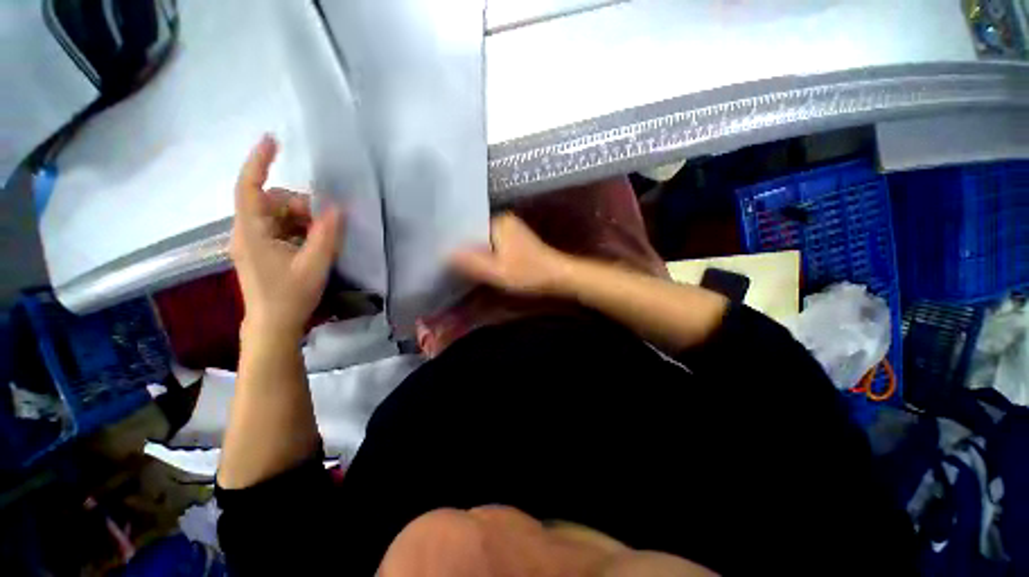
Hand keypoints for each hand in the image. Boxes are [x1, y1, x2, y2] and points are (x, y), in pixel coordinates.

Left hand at [230, 135, 341, 340]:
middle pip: (271, 201)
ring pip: (278, 215)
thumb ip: (327, 235)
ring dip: (303, 219)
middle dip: (300, 205)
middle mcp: (248, 232)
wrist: (273, 325)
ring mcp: (254, 242)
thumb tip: (338, 208)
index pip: (249, 188)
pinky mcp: (263, 251)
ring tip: (322, 237)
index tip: (273, 141)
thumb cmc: (290, 296)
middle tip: (325, 222)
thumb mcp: (314, 265)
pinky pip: (281, 229)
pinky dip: (299, 230)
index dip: (259, 162)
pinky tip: (314, 244)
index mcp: (252, 233)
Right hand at [450, 214, 571, 295]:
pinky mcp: (516, 241)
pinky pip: (494, 245)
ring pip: (485, 241)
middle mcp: (504, 221)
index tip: (441, 254)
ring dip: (476, 252)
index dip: (455, 241)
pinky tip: (480, 266)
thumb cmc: (530, 274)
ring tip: (458, 265)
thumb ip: (472, 263)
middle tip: (447, 262)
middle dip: (464, 248)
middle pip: (475, 234)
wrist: (560, 277)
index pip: (468, 227)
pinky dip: (486, 255)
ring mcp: (511, 230)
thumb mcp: (498, 272)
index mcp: (499, 222)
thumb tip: (445, 253)